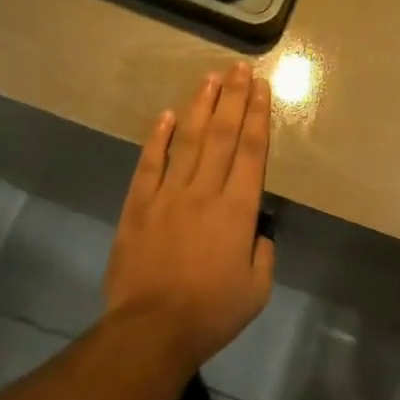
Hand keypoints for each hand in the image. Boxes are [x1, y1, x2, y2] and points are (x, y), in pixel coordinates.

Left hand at [103, 63, 275, 366]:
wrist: (151, 331)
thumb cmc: (212, 312)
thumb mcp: (258, 288)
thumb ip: (263, 252)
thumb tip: (256, 230)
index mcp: (238, 210)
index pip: (251, 151)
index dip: (257, 116)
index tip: (261, 88)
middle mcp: (204, 192)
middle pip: (221, 135)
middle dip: (233, 98)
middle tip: (239, 68)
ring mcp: (167, 196)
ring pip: (186, 141)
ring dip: (200, 107)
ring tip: (210, 78)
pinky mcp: (137, 207)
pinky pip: (149, 165)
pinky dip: (157, 138)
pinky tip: (166, 116)